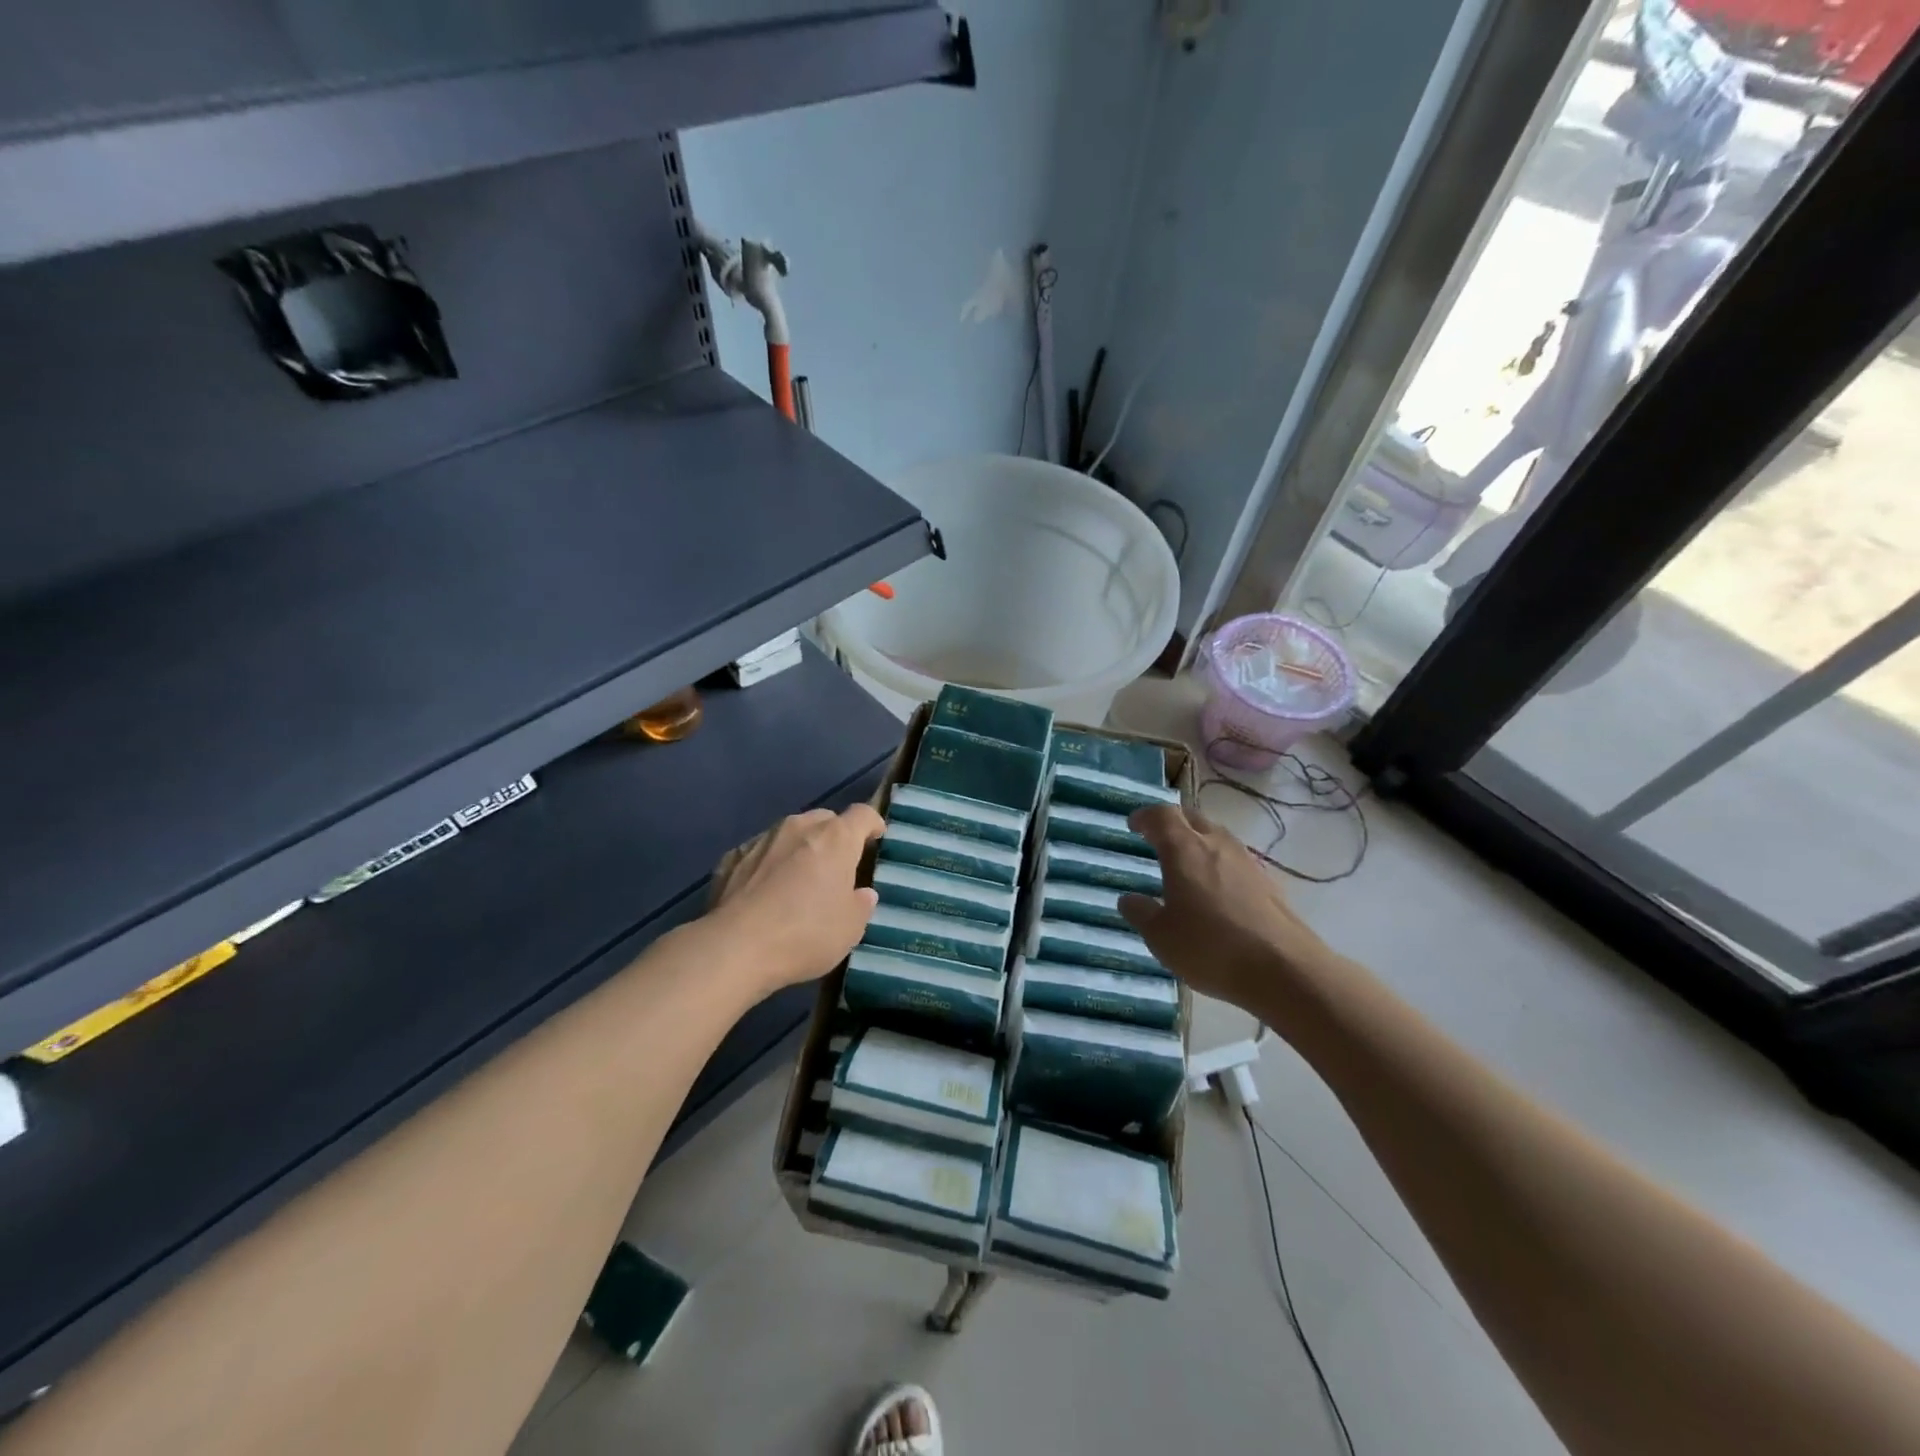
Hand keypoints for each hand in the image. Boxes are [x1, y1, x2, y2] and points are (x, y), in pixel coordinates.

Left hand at [707, 804, 883, 993]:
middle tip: (837, 864)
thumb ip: (861, 905)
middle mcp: (799, 827)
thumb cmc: (805, 934)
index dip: (873, 824)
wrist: (734, 947)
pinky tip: (764, 891)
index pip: (862, 815)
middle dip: (834, 836)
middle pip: (825, 819)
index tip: (876, 837)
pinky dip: (768, 864)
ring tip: (798, 877)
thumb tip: (862, 893)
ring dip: (800, 848)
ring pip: (790, 832)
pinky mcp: (732, 857)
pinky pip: (760, 852)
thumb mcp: (850, 929)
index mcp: (835, 838)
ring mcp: (762, 839)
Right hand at [1118, 804, 1338, 1013]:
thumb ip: (1141, 913)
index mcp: (1184, 849)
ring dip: (1198, 841)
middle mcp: (1217, 844)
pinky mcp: (1268, 882)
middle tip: (1158, 838)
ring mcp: (1247, 861)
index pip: (1162, 816)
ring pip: (1217, 836)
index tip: (1134, 825)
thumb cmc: (1210, 948)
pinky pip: (1235, 860)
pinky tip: (1217, 890)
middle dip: (1172, 823)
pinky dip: (1219, 863)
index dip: (1145, 817)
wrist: (1285, 970)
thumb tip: (1128, 898)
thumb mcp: (1161, 937)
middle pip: (1192, 818)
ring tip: (1186, 864)